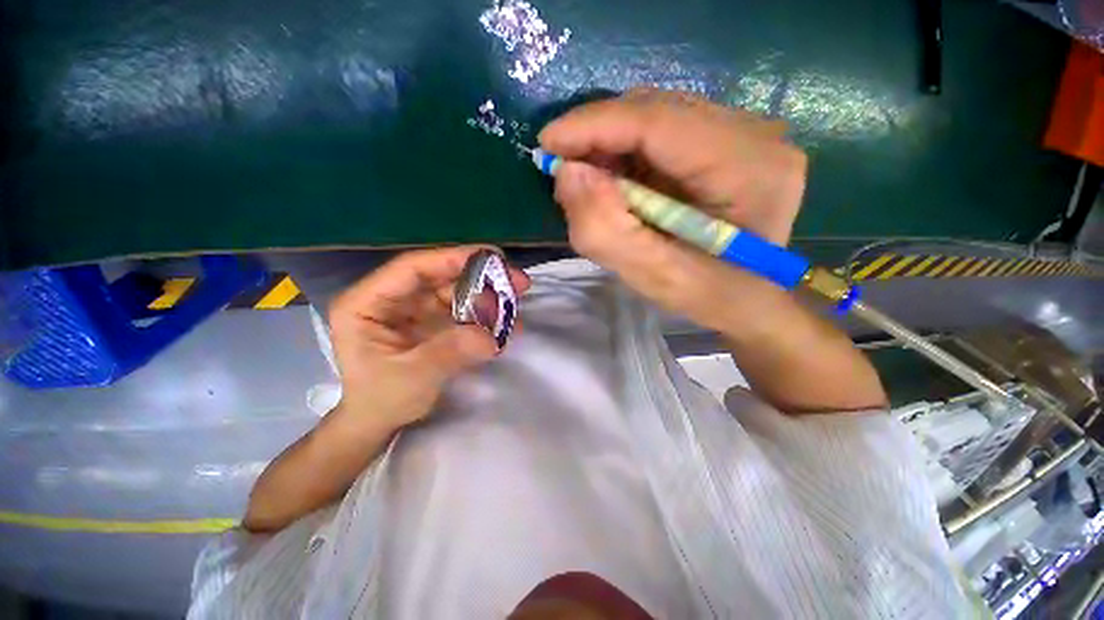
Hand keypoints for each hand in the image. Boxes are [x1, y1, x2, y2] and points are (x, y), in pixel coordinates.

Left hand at [328, 247, 529, 429]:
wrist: (381, 423)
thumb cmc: (381, 401)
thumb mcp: (412, 378)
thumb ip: (449, 353)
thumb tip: (491, 337)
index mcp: (367, 303)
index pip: (412, 268)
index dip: (452, 259)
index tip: (492, 257)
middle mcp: (393, 298)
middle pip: (441, 276)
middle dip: (480, 277)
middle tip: (518, 282)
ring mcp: (415, 309)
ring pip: (456, 291)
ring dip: (487, 297)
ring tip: (515, 306)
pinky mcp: (433, 321)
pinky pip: (463, 310)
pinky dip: (486, 315)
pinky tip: (507, 324)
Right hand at [538, 88, 807, 331]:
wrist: (750, 298)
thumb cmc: (707, 296)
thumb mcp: (650, 276)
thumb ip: (604, 230)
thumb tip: (567, 173)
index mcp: (748, 170)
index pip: (660, 122)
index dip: (595, 125)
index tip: (547, 144)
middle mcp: (755, 136)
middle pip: (658, 109)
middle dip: (599, 134)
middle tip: (564, 168)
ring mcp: (747, 133)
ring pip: (659, 115)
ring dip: (612, 142)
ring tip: (588, 178)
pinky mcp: (730, 141)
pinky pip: (666, 130)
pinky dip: (630, 150)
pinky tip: (617, 178)